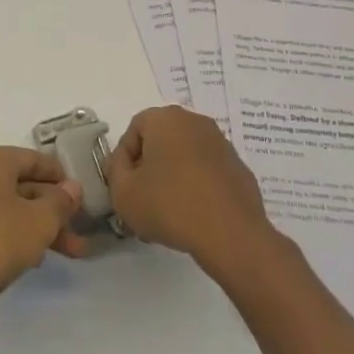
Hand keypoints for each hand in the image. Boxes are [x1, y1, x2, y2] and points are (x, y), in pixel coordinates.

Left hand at [0, 147, 85, 343]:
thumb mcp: (38, 220)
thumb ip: (60, 202)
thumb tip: (73, 187)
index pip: (32, 159)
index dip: (61, 177)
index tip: (86, 197)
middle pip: (24, 186)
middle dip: (55, 210)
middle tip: (84, 232)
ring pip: (13, 211)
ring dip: (43, 229)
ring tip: (75, 253)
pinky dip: (20, 241)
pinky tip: (38, 261)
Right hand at [106, 107, 274, 270]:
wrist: (231, 234)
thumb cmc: (169, 206)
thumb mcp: (122, 192)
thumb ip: (115, 171)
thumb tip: (125, 164)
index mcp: (165, 118)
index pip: (134, 130)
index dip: (124, 159)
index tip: (125, 187)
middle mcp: (194, 121)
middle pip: (160, 141)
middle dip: (149, 168)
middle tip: (143, 200)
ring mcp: (221, 143)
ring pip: (185, 157)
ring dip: (172, 178)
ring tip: (167, 213)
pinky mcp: (238, 168)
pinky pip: (207, 172)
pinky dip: (197, 187)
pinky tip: (193, 216)